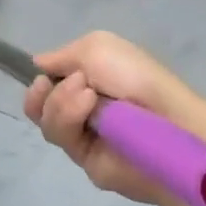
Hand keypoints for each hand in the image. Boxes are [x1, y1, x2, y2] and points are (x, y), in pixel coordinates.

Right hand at [24, 32, 205, 204]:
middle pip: (39, 104)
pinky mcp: (85, 160)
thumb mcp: (97, 46)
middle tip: (47, 84)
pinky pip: (61, 138)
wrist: (167, 118)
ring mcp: (83, 134)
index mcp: (89, 79)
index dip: (40, 77)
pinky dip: (70, 117)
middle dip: (40, 92)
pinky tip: (90, 106)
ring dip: (60, 101)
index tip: (41, 73)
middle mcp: (82, 107)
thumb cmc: (135, 75)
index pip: (50, 81)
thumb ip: (62, 55)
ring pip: (46, 120)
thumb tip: (37, 64)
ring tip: (87, 94)